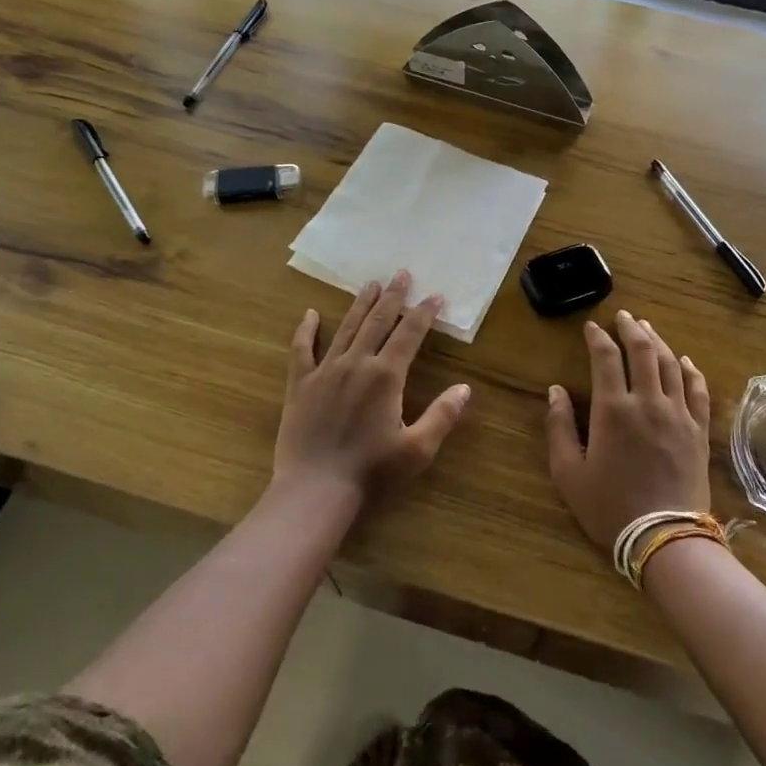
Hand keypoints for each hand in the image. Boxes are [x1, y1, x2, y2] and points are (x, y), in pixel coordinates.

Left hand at [275, 270, 471, 505]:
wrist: (315, 492)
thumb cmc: (371, 473)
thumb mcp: (417, 450)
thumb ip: (442, 415)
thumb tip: (464, 388)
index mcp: (386, 376)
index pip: (409, 334)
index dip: (424, 313)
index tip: (435, 295)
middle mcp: (356, 363)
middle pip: (377, 321)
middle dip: (393, 297)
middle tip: (402, 274)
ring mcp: (325, 371)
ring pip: (346, 328)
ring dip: (360, 304)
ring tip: (371, 284)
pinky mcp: (300, 384)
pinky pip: (302, 349)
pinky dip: (306, 330)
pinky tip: (310, 314)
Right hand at [546, 310, 711, 552]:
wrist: (665, 538)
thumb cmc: (610, 507)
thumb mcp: (569, 473)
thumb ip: (559, 427)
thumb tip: (555, 390)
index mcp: (613, 409)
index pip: (606, 358)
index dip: (598, 338)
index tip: (591, 327)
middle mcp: (648, 402)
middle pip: (643, 351)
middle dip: (631, 329)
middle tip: (623, 316)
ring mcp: (678, 414)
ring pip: (671, 364)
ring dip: (658, 341)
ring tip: (648, 328)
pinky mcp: (698, 430)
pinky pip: (698, 390)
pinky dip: (690, 369)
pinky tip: (684, 360)